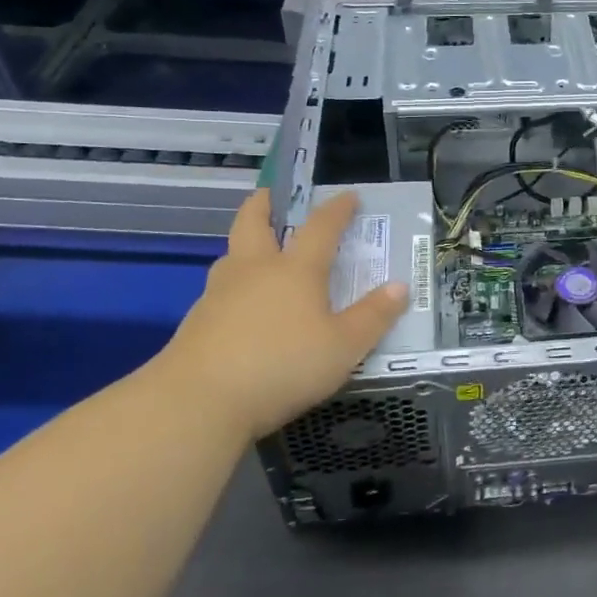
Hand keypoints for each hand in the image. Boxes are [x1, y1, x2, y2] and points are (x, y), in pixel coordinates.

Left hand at [156, 188, 408, 438]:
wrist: (198, 401)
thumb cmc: (282, 365)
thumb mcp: (344, 347)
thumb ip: (373, 317)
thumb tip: (400, 286)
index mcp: (295, 270)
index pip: (320, 227)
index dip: (337, 209)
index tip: (348, 196)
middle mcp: (254, 270)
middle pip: (253, 223)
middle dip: (264, 204)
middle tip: (272, 195)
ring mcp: (219, 294)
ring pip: (231, 255)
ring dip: (244, 244)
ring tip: (257, 251)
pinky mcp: (196, 322)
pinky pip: (219, 290)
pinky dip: (233, 284)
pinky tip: (240, 306)